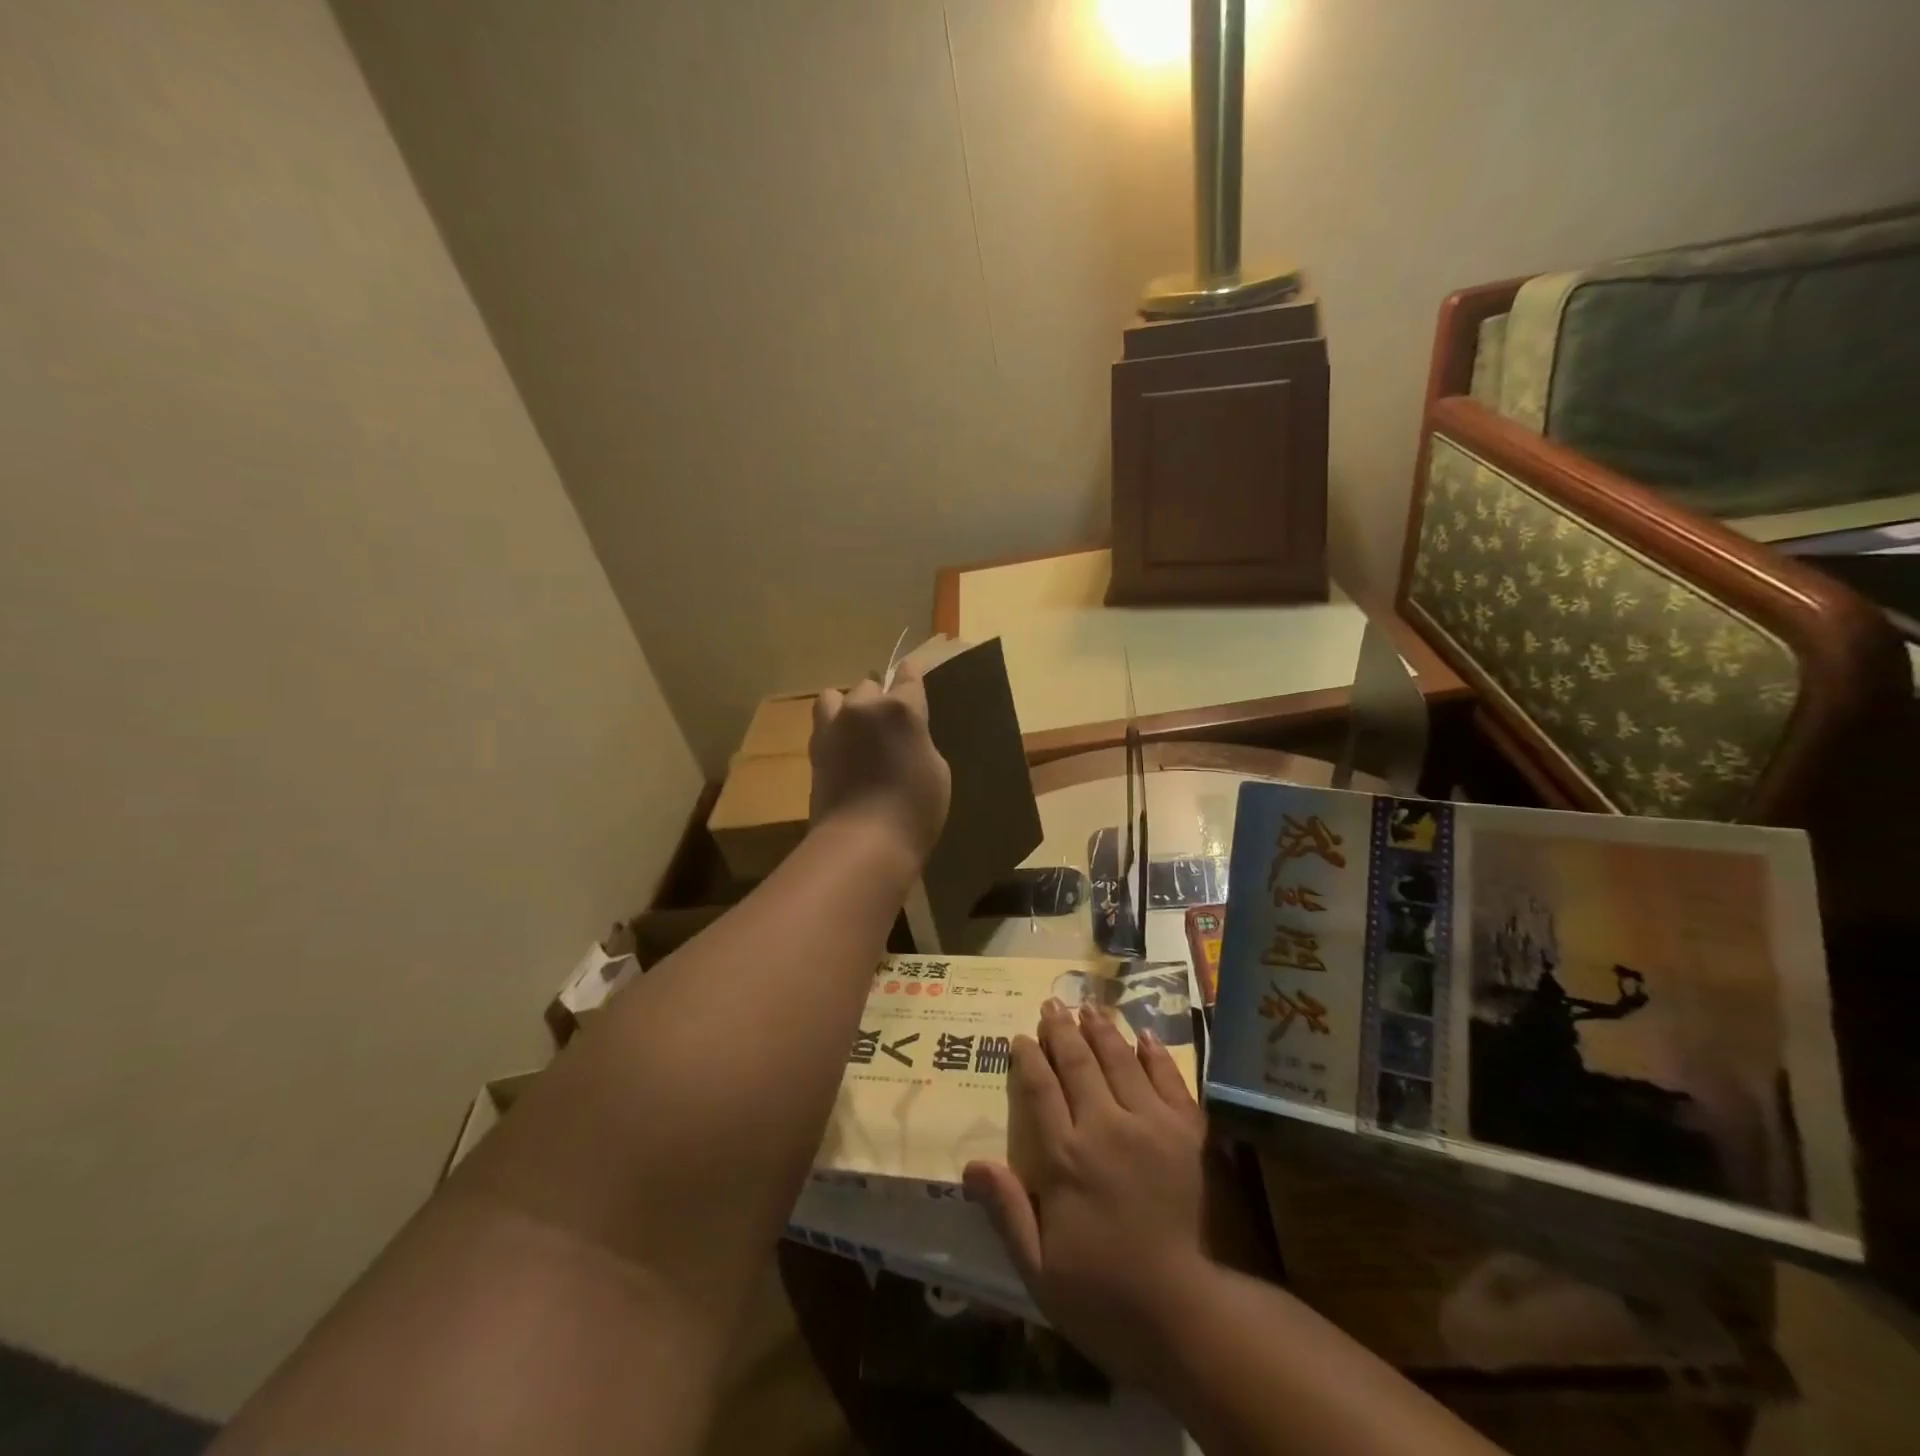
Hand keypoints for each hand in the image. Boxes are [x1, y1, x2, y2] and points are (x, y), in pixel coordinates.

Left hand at [808, 662, 950, 864]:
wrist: (862, 843)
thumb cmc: (914, 810)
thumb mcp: (937, 771)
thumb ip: (919, 741)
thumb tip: (904, 737)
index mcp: (902, 709)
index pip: (909, 676)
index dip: (912, 676)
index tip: (913, 677)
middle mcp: (864, 707)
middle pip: (871, 686)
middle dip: (881, 700)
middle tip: (890, 728)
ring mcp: (834, 726)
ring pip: (838, 697)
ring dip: (850, 708)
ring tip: (858, 731)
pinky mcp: (815, 748)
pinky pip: (823, 722)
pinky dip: (834, 728)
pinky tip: (843, 748)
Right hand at [963, 1000, 1211, 1385]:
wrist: (1194, 1316)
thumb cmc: (1107, 1298)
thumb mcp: (1040, 1272)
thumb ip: (1007, 1212)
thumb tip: (971, 1165)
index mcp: (1066, 1158)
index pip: (1040, 1091)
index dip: (1028, 1059)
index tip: (1020, 1037)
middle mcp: (1105, 1126)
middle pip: (1078, 1064)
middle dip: (1061, 1031)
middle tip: (1051, 1005)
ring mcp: (1151, 1124)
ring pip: (1120, 1060)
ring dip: (1101, 1030)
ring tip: (1088, 1006)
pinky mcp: (1189, 1131)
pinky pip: (1168, 1078)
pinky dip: (1154, 1053)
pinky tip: (1143, 1035)